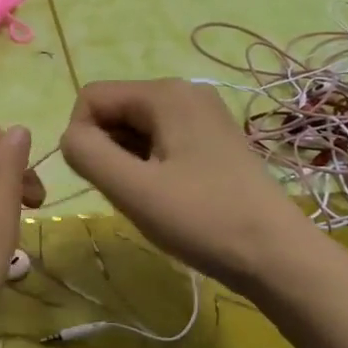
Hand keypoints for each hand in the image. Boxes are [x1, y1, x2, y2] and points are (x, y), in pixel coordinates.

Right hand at [59, 80, 311, 290]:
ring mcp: (203, 114)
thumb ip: (86, 153)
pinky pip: (160, 140)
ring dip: (127, 161)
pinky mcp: (213, 138)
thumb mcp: (132, 189)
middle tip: (131, 193)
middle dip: (107, 150)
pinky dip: (149, 165)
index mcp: (165, 93)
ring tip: (152, 198)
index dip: (82, 138)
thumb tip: (70, 137)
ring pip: (135, 128)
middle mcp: (185, 92)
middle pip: (115, 110)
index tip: (103, 180)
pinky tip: (168, 196)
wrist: (277, 255)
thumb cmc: (202, 219)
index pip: (91, 98)